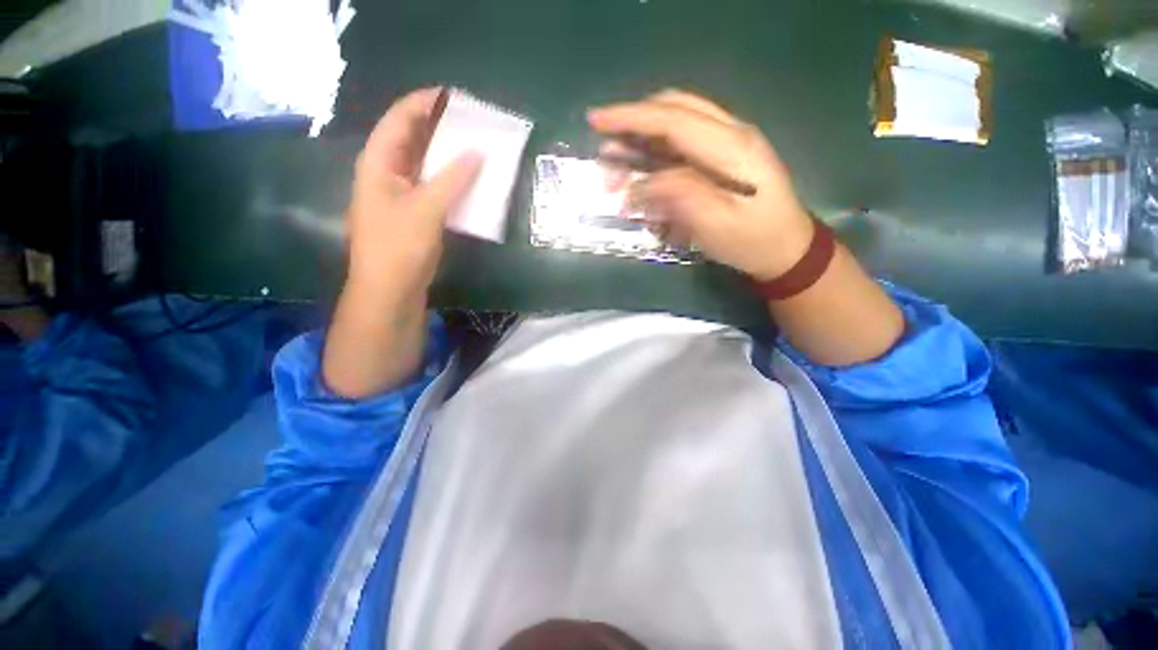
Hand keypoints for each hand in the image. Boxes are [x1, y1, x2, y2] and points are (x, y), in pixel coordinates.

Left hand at [324, 88, 480, 397]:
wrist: (391, 291)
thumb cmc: (399, 247)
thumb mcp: (426, 209)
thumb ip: (452, 179)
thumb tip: (477, 153)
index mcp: (378, 163)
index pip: (400, 119)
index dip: (424, 103)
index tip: (455, 97)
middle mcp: (388, 174)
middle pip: (413, 139)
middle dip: (440, 128)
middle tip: (472, 122)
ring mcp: (402, 195)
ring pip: (426, 165)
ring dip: (449, 156)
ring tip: (476, 146)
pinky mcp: (416, 215)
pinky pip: (435, 188)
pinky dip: (452, 181)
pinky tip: (471, 180)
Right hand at [588, 90, 812, 280]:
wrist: (785, 249)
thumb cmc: (753, 241)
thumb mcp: (717, 225)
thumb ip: (681, 196)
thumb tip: (644, 182)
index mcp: (732, 147)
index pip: (673, 119)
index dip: (631, 117)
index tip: (595, 121)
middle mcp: (730, 133)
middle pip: (673, 110)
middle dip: (633, 127)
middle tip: (606, 159)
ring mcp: (727, 143)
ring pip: (674, 126)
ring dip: (641, 145)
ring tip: (619, 178)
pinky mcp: (721, 158)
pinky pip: (681, 147)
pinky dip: (655, 160)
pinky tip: (644, 184)